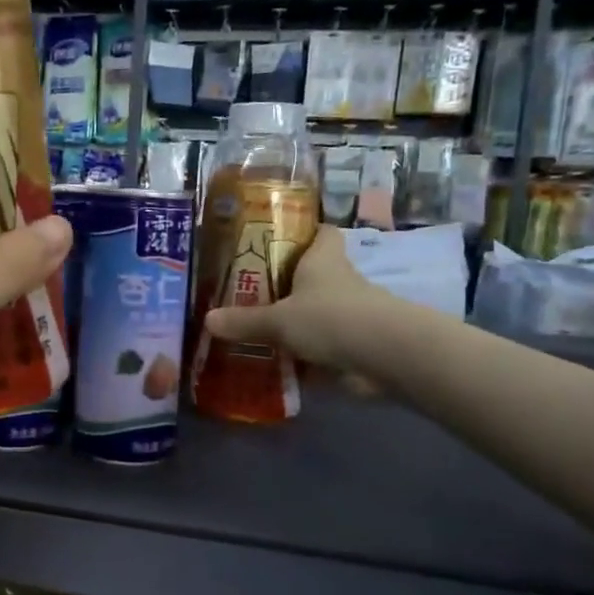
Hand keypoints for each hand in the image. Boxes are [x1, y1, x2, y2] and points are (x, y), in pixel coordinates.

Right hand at [202, 225, 394, 385]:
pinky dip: (305, 354)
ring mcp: (351, 314)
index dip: (303, 231)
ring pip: (318, 310)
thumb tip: (207, 320)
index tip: (277, 238)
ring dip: (296, 320)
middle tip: (250, 290)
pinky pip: (324, 344)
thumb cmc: (330, 318)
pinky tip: (278, 363)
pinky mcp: (356, 344)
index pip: (320, 232)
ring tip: (256, 330)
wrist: (386, 355)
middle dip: (287, 282)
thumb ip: (244, 321)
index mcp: (323, 260)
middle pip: (314, 273)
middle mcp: (339, 281)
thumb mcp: (278, 320)